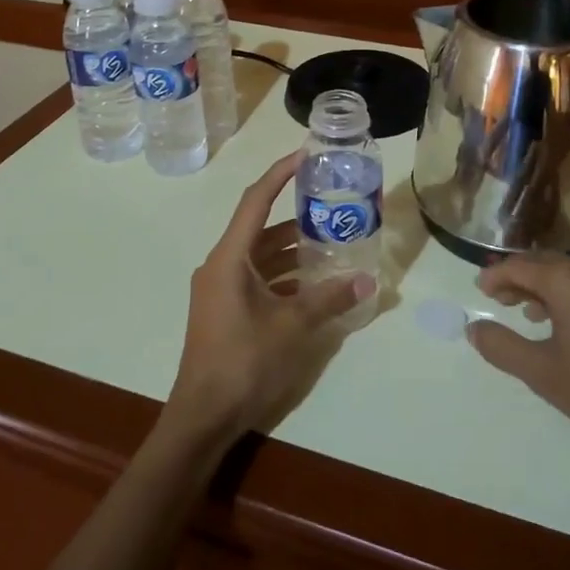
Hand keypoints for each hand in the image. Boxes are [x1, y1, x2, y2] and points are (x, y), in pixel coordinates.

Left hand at [164, 152, 374, 446]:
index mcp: (229, 259)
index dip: (279, 174)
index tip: (304, 155)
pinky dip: (283, 275)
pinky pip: (257, 278)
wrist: (202, 415)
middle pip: (260, 228)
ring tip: (331, 242)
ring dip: (292, 250)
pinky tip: (313, 284)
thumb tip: (367, 280)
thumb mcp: (292, 327)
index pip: (255, 201)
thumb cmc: (243, 362)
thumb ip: (329, 299)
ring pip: (260, 256)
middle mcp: (221, 265)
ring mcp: (220, 289)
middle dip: (295, 216)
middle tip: (331, 205)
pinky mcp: (225, 309)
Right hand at [467, 255, 569, 462]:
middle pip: (544, 264)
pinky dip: (567, 294)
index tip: (479, 290)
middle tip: (496, 297)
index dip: (495, 276)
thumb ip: (502, 347)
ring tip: (525, 312)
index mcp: (568, 281)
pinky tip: (564, 323)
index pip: (519, 266)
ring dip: (543, 286)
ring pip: (569, 273)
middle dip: (518, 277)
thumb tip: (474, 328)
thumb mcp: (543, 373)